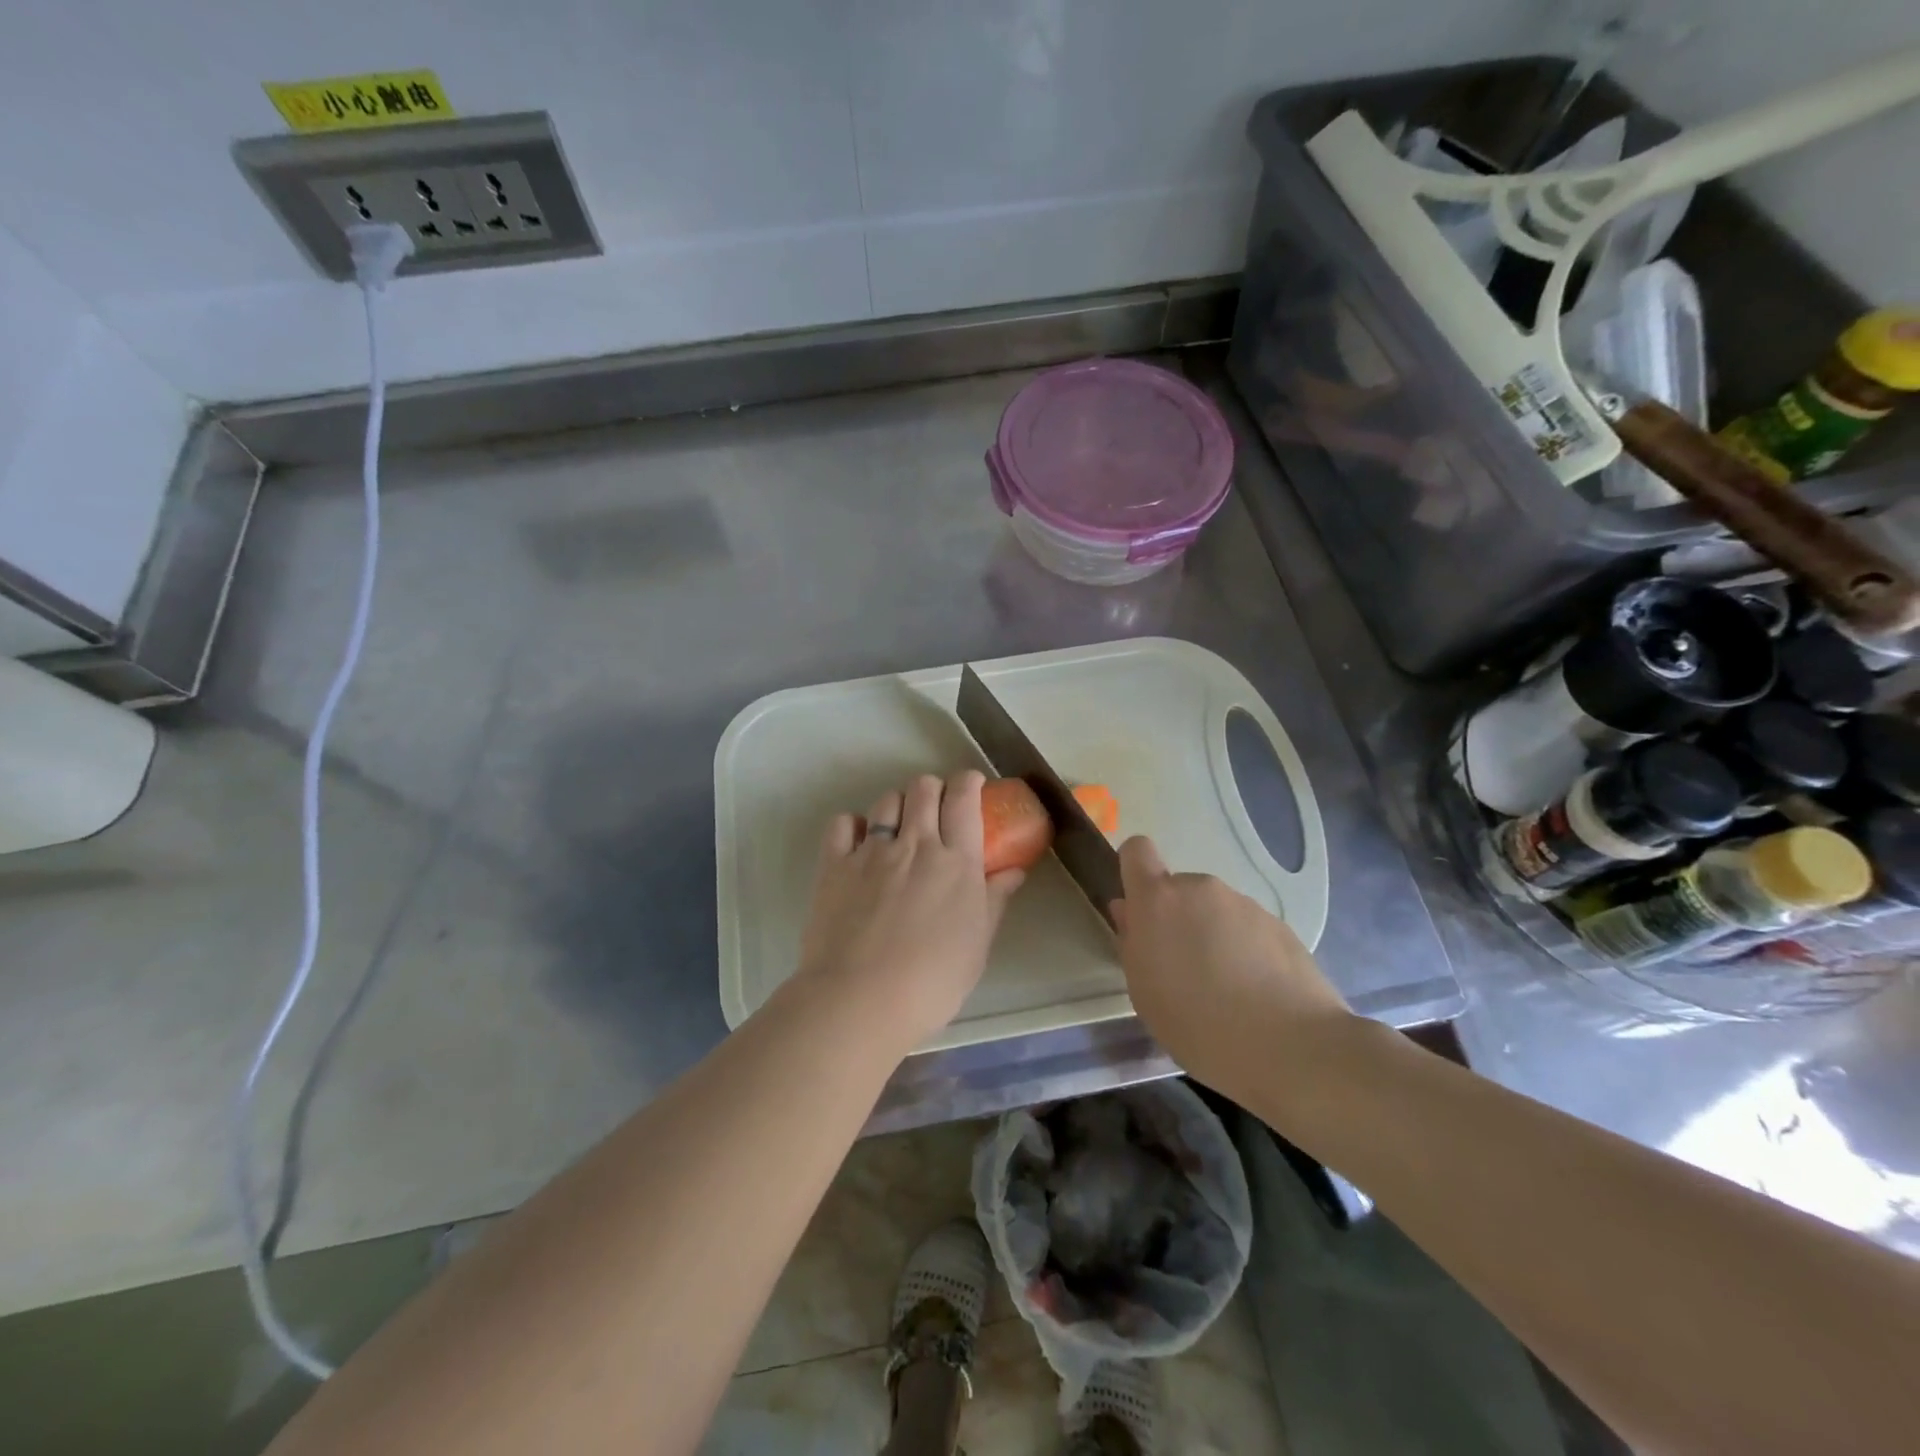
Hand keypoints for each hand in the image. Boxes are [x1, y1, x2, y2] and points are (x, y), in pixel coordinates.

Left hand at [793, 771, 1025, 1051]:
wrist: (860, 1000)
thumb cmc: (931, 981)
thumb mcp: (977, 945)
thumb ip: (994, 901)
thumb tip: (1013, 871)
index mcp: (956, 861)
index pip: (963, 799)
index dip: (968, 782)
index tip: (971, 785)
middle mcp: (915, 844)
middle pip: (923, 789)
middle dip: (933, 789)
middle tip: (936, 809)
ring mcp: (871, 851)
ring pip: (886, 800)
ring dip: (897, 805)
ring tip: (899, 826)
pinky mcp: (834, 865)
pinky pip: (842, 823)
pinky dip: (853, 824)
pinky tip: (858, 841)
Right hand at [1112, 835, 1351, 1093]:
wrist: (1290, 1046)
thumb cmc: (1197, 1023)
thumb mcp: (1144, 991)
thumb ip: (1133, 943)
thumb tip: (1130, 912)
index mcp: (1159, 900)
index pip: (1137, 851)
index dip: (1135, 872)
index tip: (1140, 909)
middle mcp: (1201, 889)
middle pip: (1179, 890)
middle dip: (1177, 918)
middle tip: (1184, 969)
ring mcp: (1245, 904)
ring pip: (1215, 910)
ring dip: (1212, 935)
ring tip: (1226, 988)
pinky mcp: (1280, 925)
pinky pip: (1248, 929)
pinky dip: (1246, 950)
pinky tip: (1257, 994)